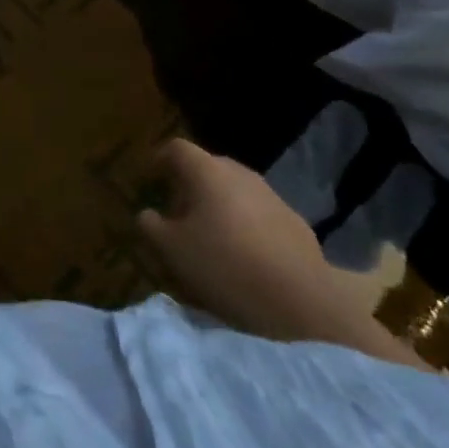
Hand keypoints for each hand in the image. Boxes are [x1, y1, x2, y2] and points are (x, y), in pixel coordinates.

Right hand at [138, 137, 358, 343]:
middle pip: (207, 167)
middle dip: (189, 185)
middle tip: (177, 212)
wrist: (302, 298)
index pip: (177, 149)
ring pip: (234, 190)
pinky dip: (243, 223)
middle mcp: (238, 172)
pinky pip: (257, 212)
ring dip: (218, 204)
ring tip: (209, 235)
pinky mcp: (293, 220)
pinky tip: (243, 253)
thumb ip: (152, 227)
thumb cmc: (226, 265)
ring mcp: (269, 194)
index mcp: (207, 171)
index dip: (160, 159)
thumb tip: (146, 214)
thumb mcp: (173, 251)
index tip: (150, 176)